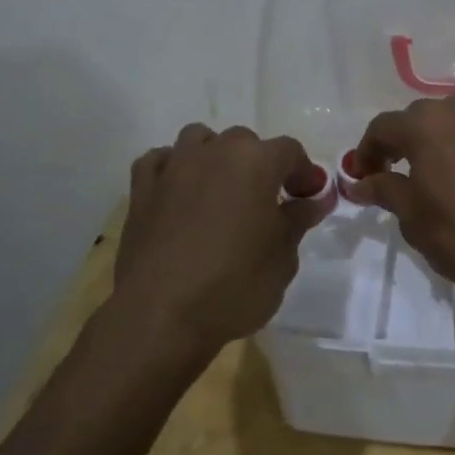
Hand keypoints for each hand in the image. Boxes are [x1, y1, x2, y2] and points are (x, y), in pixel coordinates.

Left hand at [114, 124, 327, 354]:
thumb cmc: (235, 285)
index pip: (290, 151)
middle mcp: (214, 152)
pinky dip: (174, 169)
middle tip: (266, 202)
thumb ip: (298, 220)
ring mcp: (173, 167)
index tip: (306, 199)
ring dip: (215, 156)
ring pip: (199, 140)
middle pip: (244, 141)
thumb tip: (314, 199)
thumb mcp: (283, 258)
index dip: (303, 173)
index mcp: (256, 162)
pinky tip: (180, 194)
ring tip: (221, 191)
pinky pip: (160, 161)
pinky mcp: (141, 189)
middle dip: (260, 165)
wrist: (162, 314)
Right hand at [350, 93, 454, 292]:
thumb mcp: (413, 217)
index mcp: (425, 125)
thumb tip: (361, 182)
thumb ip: (384, 191)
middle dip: (398, 144)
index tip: (361, 177)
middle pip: (416, 119)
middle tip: (391, 175)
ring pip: (450, 123)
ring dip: (433, 142)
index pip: (382, 128)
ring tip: (430, 175)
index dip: (366, 152)